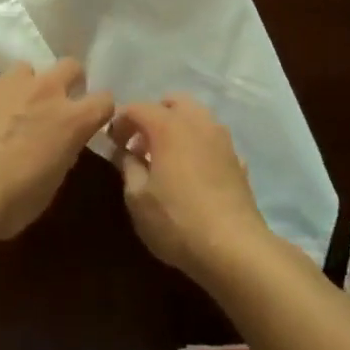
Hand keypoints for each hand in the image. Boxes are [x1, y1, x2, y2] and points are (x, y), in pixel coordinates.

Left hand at [0, 58, 114, 240]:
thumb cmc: (10, 202)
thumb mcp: (50, 185)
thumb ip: (61, 154)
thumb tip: (58, 144)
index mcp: (72, 120)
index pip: (104, 100)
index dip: (99, 111)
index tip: (90, 122)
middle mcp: (46, 91)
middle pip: (71, 66)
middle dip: (68, 81)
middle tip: (54, 107)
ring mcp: (9, 83)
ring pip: (27, 69)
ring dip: (25, 87)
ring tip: (10, 112)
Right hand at [109, 95, 271, 280]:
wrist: (234, 247)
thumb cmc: (177, 220)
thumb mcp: (137, 198)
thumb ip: (128, 167)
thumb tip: (126, 153)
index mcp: (168, 125)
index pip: (137, 108)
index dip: (120, 122)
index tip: (112, 143)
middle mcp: (197, 122)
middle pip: (172, 102)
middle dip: (153, 116)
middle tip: (141, 144)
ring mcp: (222, 138)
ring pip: (196, 117)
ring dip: (178, 128)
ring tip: (166, 158)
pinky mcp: (237, 159)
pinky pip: (212, 140)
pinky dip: (198, 146)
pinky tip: (193, 173)